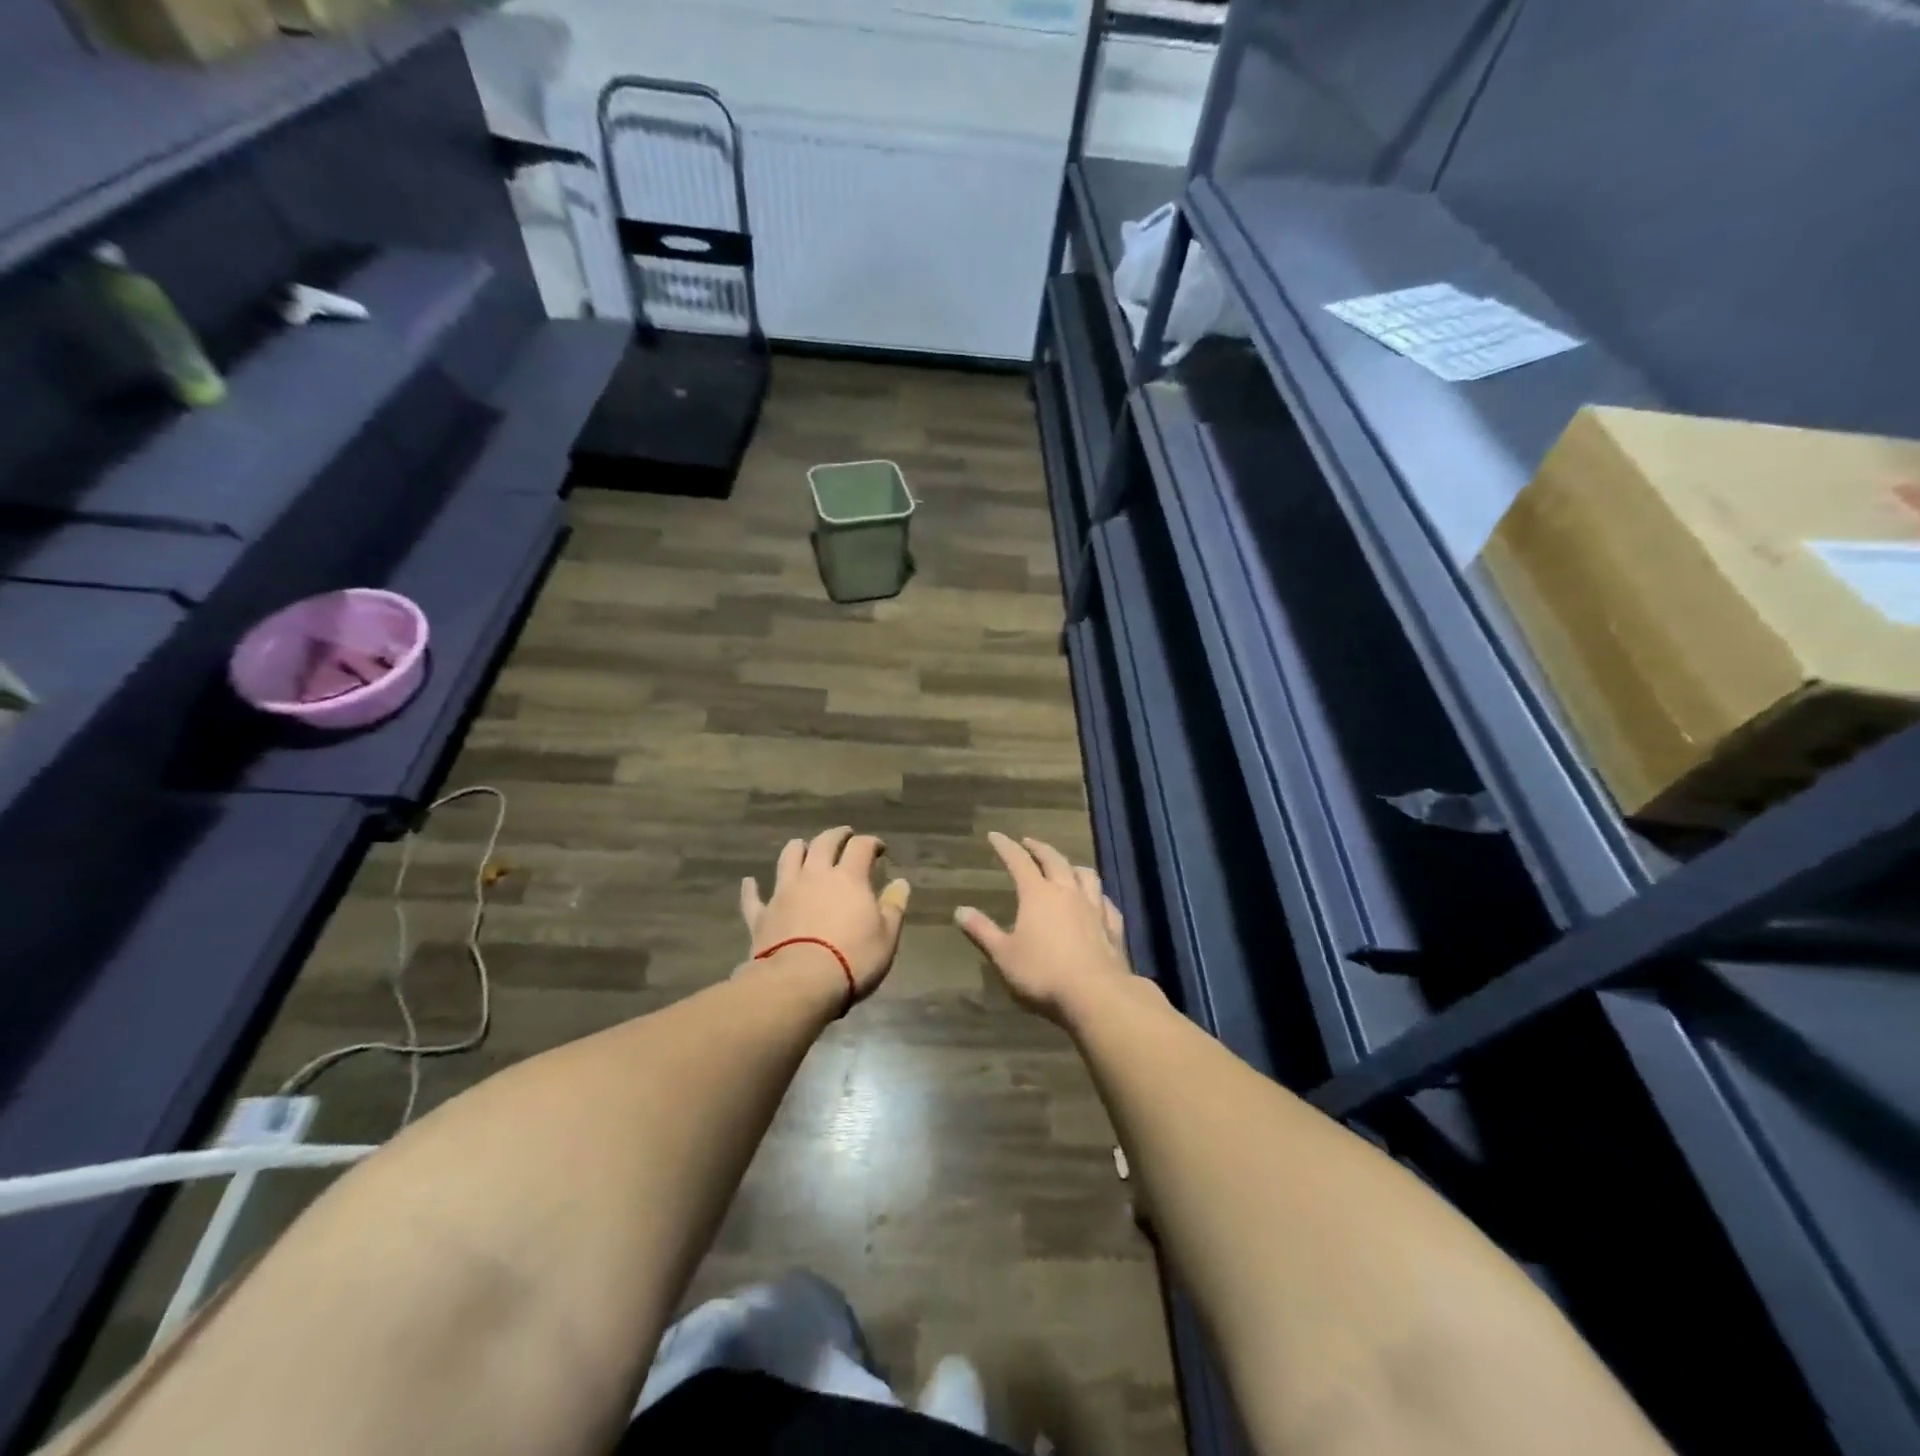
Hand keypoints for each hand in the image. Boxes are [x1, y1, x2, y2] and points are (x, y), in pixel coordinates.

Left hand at [740, 826, 910, 1003]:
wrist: (799, 983)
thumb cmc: (852, 959)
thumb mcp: (886, 937)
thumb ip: (894, 907)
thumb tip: (901, 883)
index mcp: (848, 878)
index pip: (861, 847)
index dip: (871, 843)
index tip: (879, 848)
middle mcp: (814, 876)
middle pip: (823, 843)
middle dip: (836, 835)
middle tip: (844, 835)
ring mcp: (784, 893)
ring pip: (788, 859)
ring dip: (796, 849)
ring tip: (802, 846)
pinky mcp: (762, 915)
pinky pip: (753, 898)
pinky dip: (752, 888)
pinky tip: (750, 882)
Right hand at [955, 832, 1129, 1023]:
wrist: (1096, 994)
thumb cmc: (1043, 973)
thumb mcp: (1003, 955)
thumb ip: (982, 931)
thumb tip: (960, 910)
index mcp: (1038, 894)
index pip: (1019, 861)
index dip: (1006, 847)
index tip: (995, 836)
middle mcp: (1067, 892)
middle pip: (1054, 860)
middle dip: (1039, 848)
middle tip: (1029, 842)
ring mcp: (1094, 907)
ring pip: (1086, 875)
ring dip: (1072, 865)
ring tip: (1066, 865)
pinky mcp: (1113, 926)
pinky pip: (1105, 901)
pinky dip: (1098, 894)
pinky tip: (1098, 900)